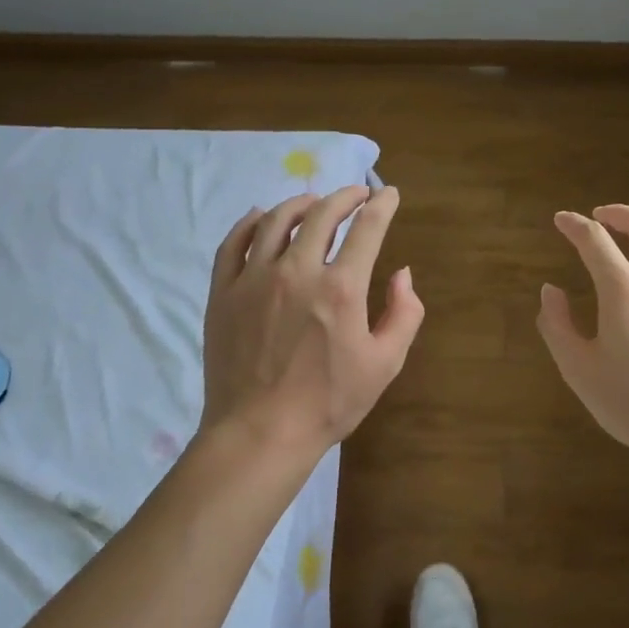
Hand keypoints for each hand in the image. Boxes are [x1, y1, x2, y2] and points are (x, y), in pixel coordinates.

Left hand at [200, 186, 423, 461]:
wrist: (261, 433)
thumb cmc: (329, 402)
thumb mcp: (385, 364)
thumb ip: (404, 313)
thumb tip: (402, 273)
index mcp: (341, 288)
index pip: (367, 228)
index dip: (382, 205)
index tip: (389, 194)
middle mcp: (297, 271)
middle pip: (322, 214)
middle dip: (345, 196)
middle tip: (357, 194)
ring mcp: (254, 279)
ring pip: (276, 220)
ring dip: (301, 203)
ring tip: (313, 201)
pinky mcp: (224, 292)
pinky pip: (234, 243)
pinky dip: (250, 222)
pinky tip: (260, 216)